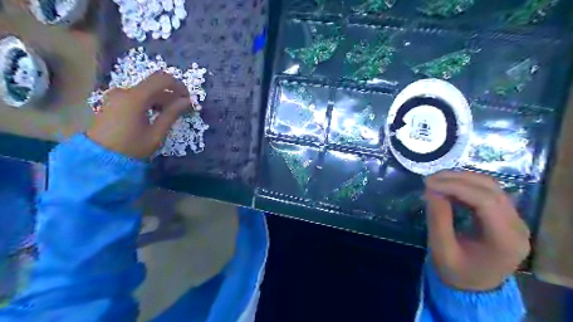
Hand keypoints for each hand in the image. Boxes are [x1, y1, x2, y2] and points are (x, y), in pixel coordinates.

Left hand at [87, 72, 188, 158]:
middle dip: (170, 94)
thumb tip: (187, 101)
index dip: (178, 85)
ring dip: (160, 99)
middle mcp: (124, 91)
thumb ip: (172, 114)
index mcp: (134, 98)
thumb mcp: (156, 133)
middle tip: (182, 108)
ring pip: (145, 91)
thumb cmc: (132, 147)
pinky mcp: (112, 102)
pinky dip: (149, 101)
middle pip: (153, 85)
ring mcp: (116, 96)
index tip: (188, 98)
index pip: (161, 79)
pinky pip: (136, 96)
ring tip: (169, 114)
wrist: (99, 159)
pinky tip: (154, 115)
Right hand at [422, 171, 530, 290]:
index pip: (485, 201)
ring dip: (462, 178)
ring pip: (491, 186)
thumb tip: (432, 190)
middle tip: (429, 179)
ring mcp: (515, 219)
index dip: (455, 187)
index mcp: (505, 240)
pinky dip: (466, 185)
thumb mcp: (441, 250)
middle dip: (457, 178)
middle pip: (490, 189)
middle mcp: (517, 226)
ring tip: (436, 180)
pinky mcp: (506, 215)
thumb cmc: (457, 272)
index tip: (428, 184)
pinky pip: (488, 192)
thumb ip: (438, 220)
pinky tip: (448, 187)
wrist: (475, 287)